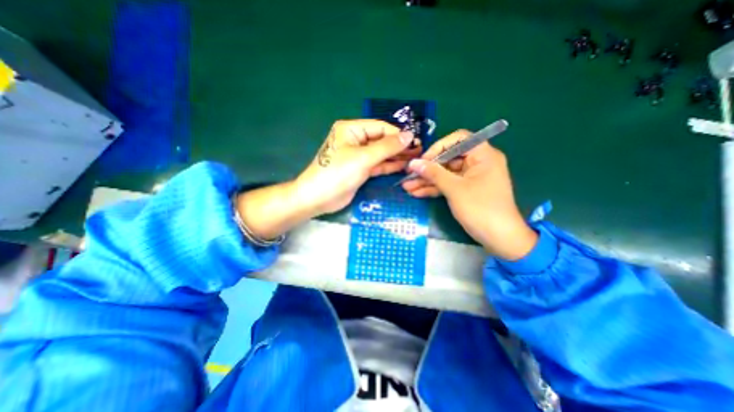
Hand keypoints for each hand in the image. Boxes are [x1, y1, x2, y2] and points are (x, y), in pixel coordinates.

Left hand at [294, 119, 418, 213]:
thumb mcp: (364, 157)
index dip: (398, 134)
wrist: (319, 198)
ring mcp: (358, 156)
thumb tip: (409, 135)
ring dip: (396, 156)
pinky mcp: (360, 169)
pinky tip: (403, 166)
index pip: (380, 127)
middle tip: (419, 151)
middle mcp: (355, 140)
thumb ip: (387, 146)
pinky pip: (377, 164)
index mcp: (351, 129)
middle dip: (399, 146)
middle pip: (381, 140)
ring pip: (381, 153)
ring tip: (415, 159)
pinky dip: (388, 166)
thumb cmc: (338, 173)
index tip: (415, 141)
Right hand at [403, 129, 536, 260]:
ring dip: (427, 181)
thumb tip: (413, 163)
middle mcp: (477, 163)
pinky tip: (416, 193)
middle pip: (448, 159)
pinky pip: (448, 185)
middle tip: (409, 175)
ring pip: (445, 174)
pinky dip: (434, 189)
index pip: (458, 139)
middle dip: (427, 169)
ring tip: (407, 187)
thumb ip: (433, 173)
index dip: (438, 147)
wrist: (499, 238)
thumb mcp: (454, 189)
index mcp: (482, 155)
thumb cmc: (480, 208)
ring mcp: (471, 178)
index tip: (423, 160)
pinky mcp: (465, 191)